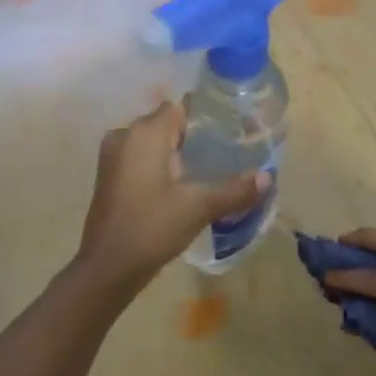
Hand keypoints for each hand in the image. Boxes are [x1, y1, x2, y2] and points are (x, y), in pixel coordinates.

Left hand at [76, 101, 266, 289]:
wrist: (107, 267)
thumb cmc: (151, 228)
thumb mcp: (198, 207)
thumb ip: (235, 189)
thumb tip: (268, 178)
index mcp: (145, 133)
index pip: (182, 108)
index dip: (210, 116)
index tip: (235, 130)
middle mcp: (125, 135)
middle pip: (168, 122)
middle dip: (198, 135)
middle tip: (230, 151)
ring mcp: (114, 155)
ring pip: (155, 141)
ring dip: (180, 151)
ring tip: (213, 167)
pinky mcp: (110, 175)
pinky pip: (142, 157)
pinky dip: (163, 163)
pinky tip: (185, 183)